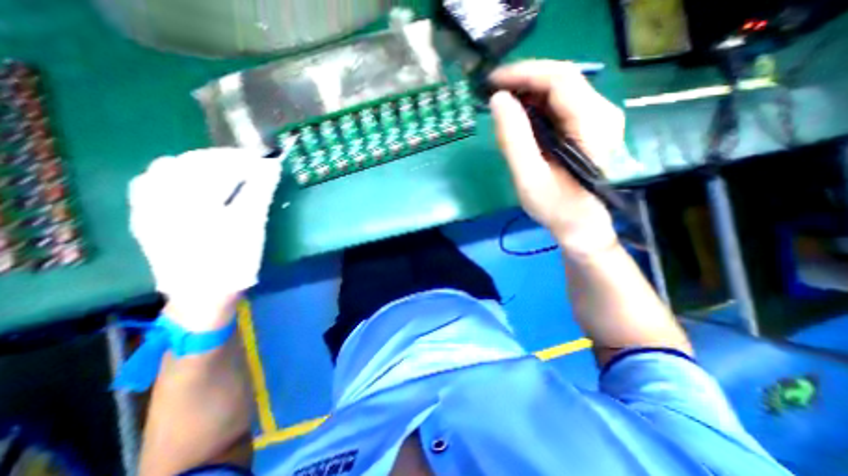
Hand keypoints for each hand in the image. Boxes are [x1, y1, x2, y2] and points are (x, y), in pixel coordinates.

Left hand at [128, 149, 280, 331]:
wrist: (203, 294)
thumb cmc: (233, 260)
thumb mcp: (251, 225)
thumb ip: (259, 191)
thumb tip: (271, 166)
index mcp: (189, 199)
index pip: (216, 164)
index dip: (242, 158)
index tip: (264, 159)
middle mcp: (160, 197)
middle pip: (191, 162)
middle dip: (222, 159)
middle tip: (249, 165)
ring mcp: (146, 207)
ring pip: (168, 169)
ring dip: (199, 165)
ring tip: (224, 172)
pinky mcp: (145, 217)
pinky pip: (153, 183)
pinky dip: (177, 176)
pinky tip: (194, 183)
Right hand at [490, 61, 620, 258]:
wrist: (581, 224)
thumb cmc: (556, 207)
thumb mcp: (529, 178)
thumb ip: (513, 139)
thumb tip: (498, 100)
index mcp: (592, 124)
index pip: (559, 79)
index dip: (523, 73)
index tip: (492, 81)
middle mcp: (602, 112)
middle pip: (562, 78)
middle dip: (524, 79)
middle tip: (492, 91)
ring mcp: (598, 117)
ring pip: (561, 89)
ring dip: (528, 90)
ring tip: (502, 102)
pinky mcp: (590, 126)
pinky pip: (561, 104)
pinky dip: (536, 103)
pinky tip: (519, 114)